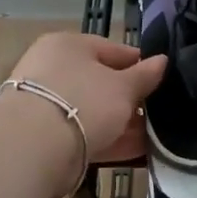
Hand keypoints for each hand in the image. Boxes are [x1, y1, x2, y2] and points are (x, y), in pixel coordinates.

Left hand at [6, 33, 166, 162]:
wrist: (34, 147)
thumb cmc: (84, 101)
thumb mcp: (123, 87)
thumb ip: (145, 75)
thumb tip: (163, 60)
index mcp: (69, 46)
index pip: (113, 50)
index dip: (141, 64)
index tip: (163, 81)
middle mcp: (53, 70)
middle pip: (102, 82)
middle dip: (132, 99)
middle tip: (159, 113)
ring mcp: (47, 104)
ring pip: (94, 111)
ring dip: (123, 123)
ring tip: (154, 137)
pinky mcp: (46, 136)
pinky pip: (86, 133)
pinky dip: (110, 140)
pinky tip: (138, 151)